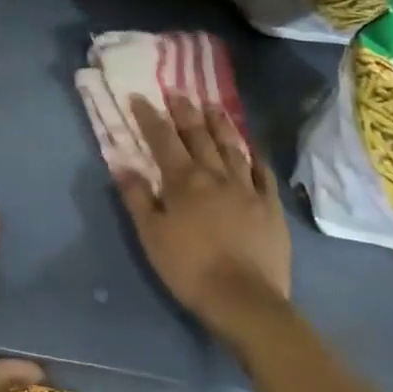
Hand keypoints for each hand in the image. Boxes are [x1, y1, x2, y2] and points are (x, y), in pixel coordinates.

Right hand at [116, 95, 290, 328]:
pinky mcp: (271, 207)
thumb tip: (122, 164)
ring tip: (213, 106)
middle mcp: (215, 175)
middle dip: (186, 111)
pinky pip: (264, 174)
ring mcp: (247, 189)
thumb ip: (137, 197)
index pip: (163, 139)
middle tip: (178, 92)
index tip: (139, 98)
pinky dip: (256, 157)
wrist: (244, 299)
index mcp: (183, 180)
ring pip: (232, 147)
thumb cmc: (189, 267)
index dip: (150, 117)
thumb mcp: (151, 234)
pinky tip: (252, 148)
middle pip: (199, 135)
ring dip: (220, 124)